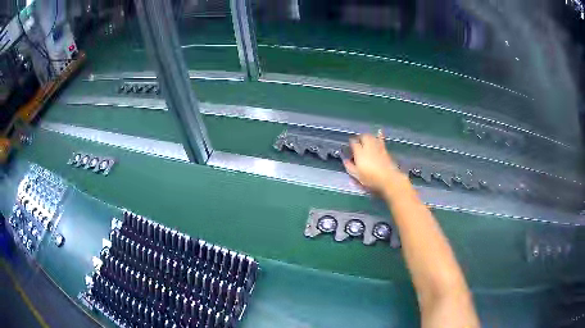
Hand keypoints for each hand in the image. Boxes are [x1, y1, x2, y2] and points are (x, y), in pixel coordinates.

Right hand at [343, 132, 406, 193]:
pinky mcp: (385, 149)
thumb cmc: (370, 178)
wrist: (388, 178)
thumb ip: (349, 166)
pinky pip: (381, 139)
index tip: (349, 147)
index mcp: (359, 152)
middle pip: (362, 136)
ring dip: (367, 137)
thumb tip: (344, 159)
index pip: (353, 143)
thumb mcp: (356, 175)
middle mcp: (368, 146)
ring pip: (371, 136)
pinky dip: (379, 135)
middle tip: (357, 143)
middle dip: (359, 138)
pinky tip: (380, 132)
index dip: (350, 143)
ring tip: (365, 140)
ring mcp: (378, 146)